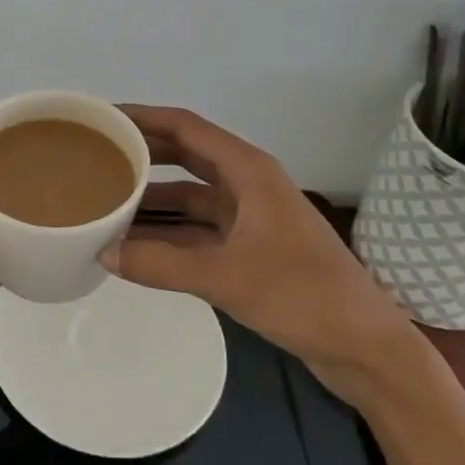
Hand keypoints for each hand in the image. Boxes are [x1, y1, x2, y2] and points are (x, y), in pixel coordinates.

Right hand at [104, 105, 421, 406]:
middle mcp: (248, 184)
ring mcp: (251, 217)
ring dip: (155, 195)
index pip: (186, 127)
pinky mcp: (251, 249)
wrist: (365, 347)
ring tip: (108, 196)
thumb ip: (162, 264)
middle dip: (145, 151)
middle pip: (186, 155)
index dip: (144, 117)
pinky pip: (199, 228)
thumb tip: (103, 253)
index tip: (104, 117)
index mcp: (249, 171)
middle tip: (98, 153)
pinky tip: (138, 242)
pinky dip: (170, 231)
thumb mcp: (226, 277)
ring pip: (191, 194)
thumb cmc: (303, 295)